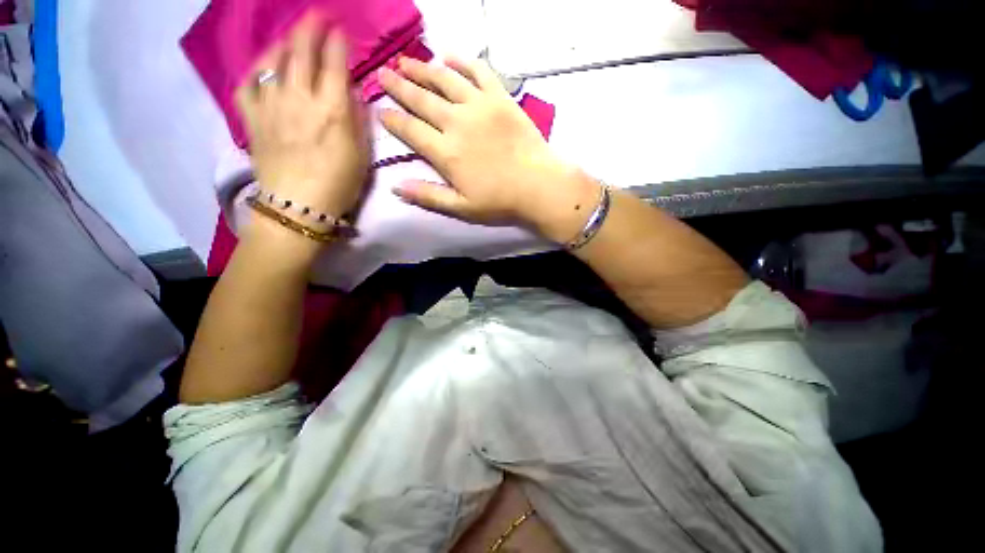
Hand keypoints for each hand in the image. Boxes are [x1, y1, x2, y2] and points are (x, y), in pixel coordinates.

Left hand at [235, 15, 369, 222]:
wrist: (299, 207)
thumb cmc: (340, 184)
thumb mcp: (362, 155)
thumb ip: (357, 119)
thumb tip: (350, 93)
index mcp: (332, 110)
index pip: (335, 62)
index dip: (338, 42)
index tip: (341, 31)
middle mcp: (300, 98)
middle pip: (301, 51)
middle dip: (310, 28)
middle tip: (316, 16)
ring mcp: (271, 105)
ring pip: (272, 60)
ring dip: (283, 44)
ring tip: (290, 40)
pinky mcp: (251, 118)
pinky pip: (247, 83)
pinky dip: (256, 71)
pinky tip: (264, 70)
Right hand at [378, 57, 593, 228]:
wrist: (538, 186)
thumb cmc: (499, 201)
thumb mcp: (461, 208)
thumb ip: (428, 196)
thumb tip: (395, 187)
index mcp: (445, 153)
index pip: (410, 130)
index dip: (392, 119)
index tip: (380, 109)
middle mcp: (456, 123)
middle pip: (421, 99)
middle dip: (398, 85)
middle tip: (382, 73)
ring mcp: (479, 106)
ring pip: (444, 80)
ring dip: (422, 68)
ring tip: (406, 61)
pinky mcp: (500, 97)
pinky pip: (478, 71)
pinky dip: (462, 60)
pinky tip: (448, 54)